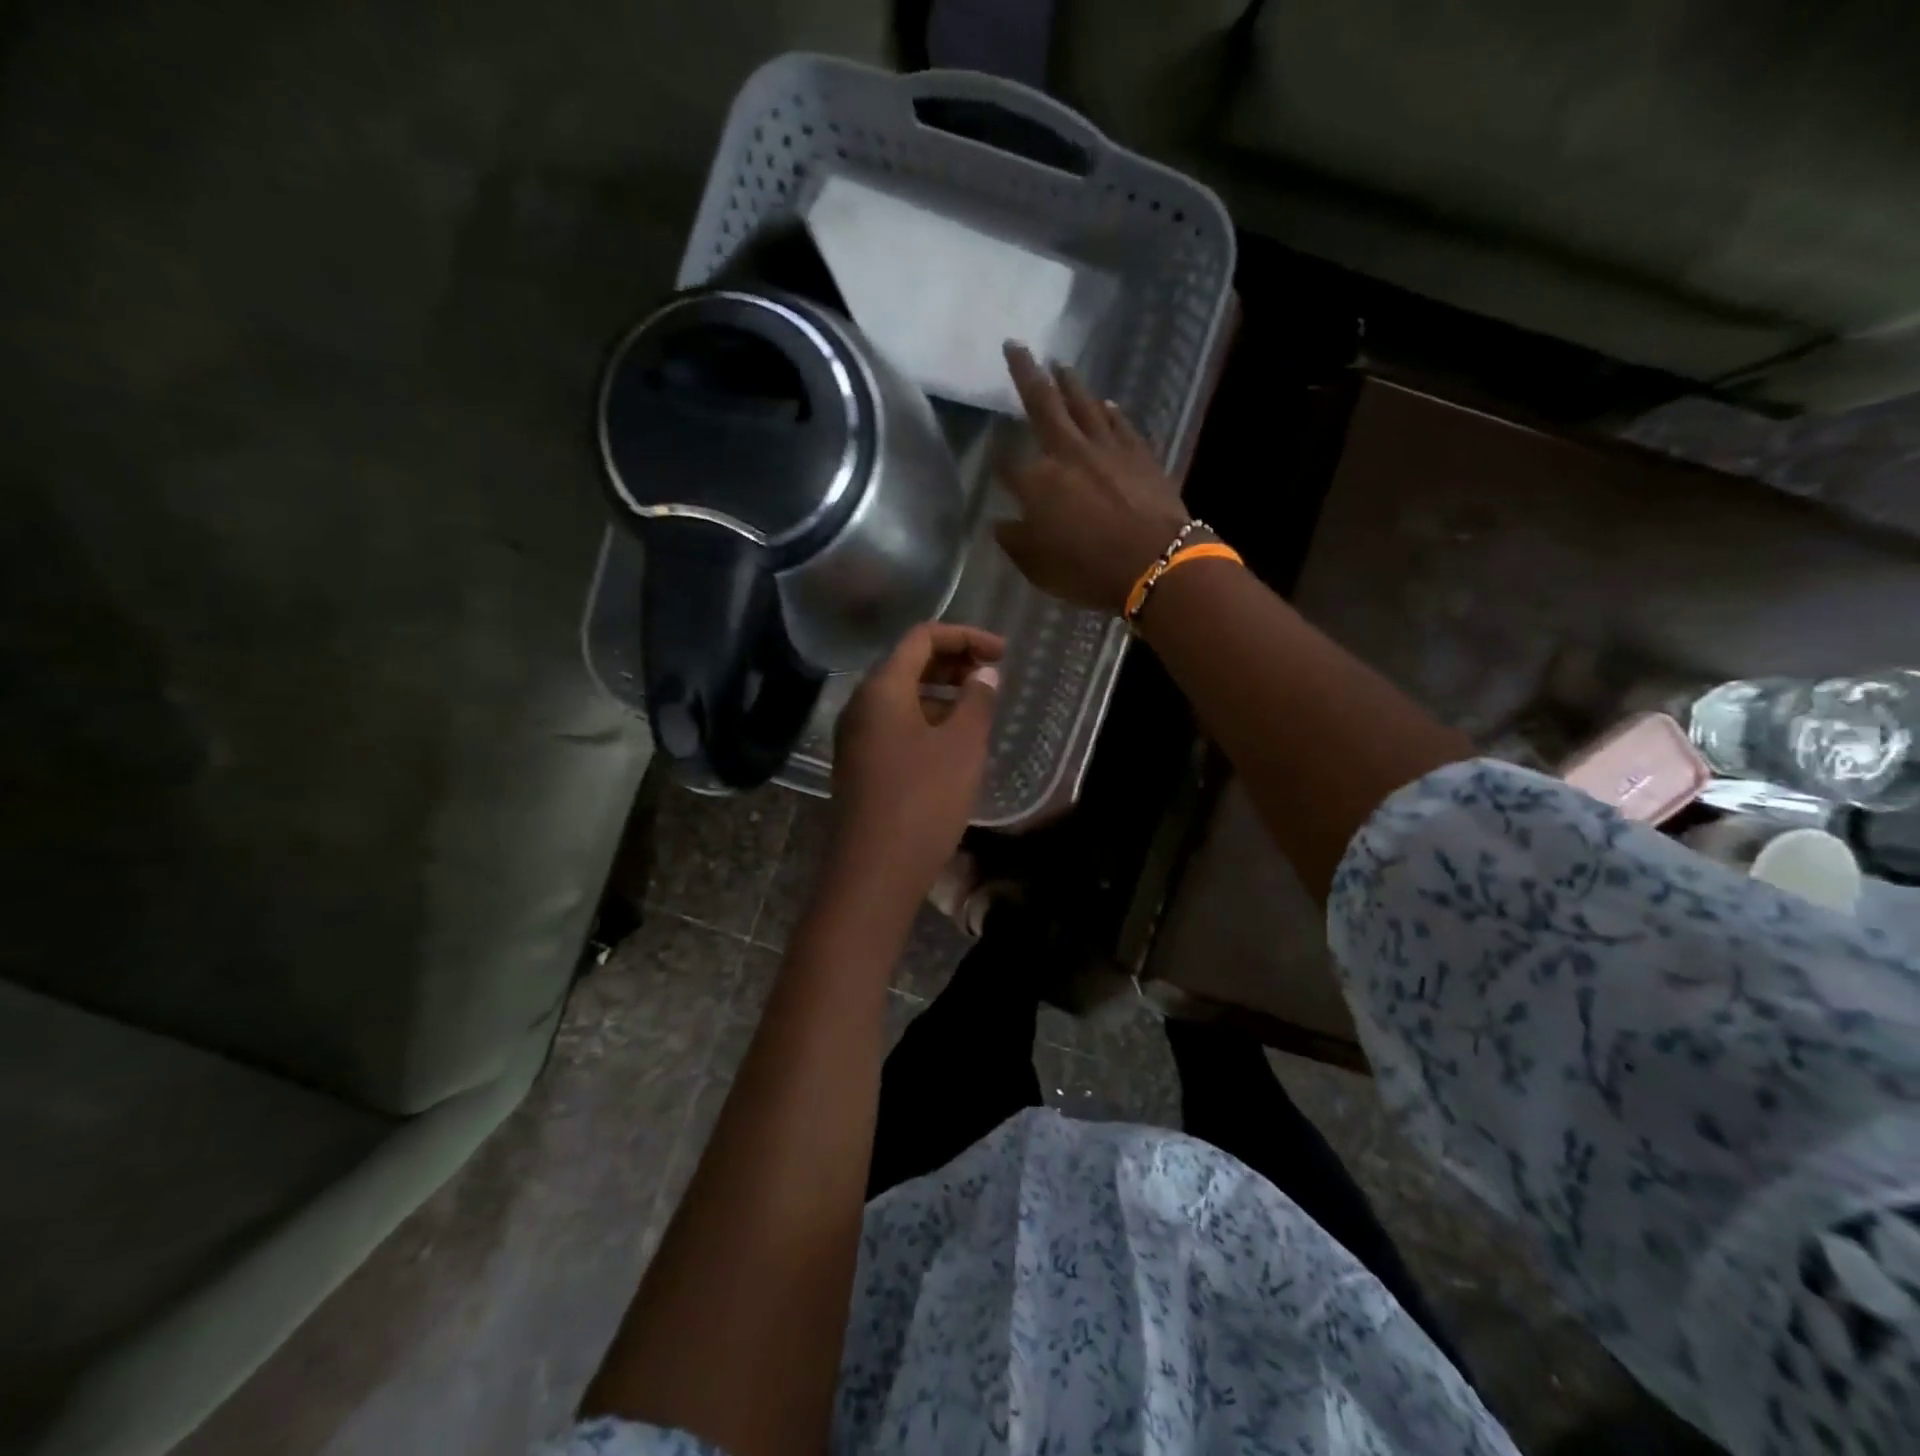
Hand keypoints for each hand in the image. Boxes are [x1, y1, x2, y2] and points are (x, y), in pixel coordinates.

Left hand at [826, 623, 1004, 915]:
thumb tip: (984, 674)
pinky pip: (895, 724)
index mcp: (882, 688)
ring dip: (941, 691)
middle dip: (953, 661)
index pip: (922, 637)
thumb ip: (977, 700)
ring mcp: (856, 736)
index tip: (1002, 652)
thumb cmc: (924, 800)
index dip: (965, 636)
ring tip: (979, 706)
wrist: (875, 871)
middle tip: (992, 675)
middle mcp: (861, 704)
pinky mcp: (860, 764)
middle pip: (908, 663)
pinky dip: (926, 718)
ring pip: (902, 696)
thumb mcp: (962, 746)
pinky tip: (953, 740)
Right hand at [995, 342, 1189, 614]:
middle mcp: (1068, 453)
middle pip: (1042, 405)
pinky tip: (1106, 403)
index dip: (996, 456)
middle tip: (1016, 345)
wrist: (1155, 563)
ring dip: (1070, 382)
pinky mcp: (1139, 453)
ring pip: (1084, 404)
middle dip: (1025, 374)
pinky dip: (1109, 411)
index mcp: (1037, 483)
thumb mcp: (1039, 568)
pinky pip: (1120, 423)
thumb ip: (1015, 542)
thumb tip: (999, 523)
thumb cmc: (1088, 571)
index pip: (1006, 463)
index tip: (989, 448)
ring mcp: (1107, 448)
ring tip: (1060, 364)